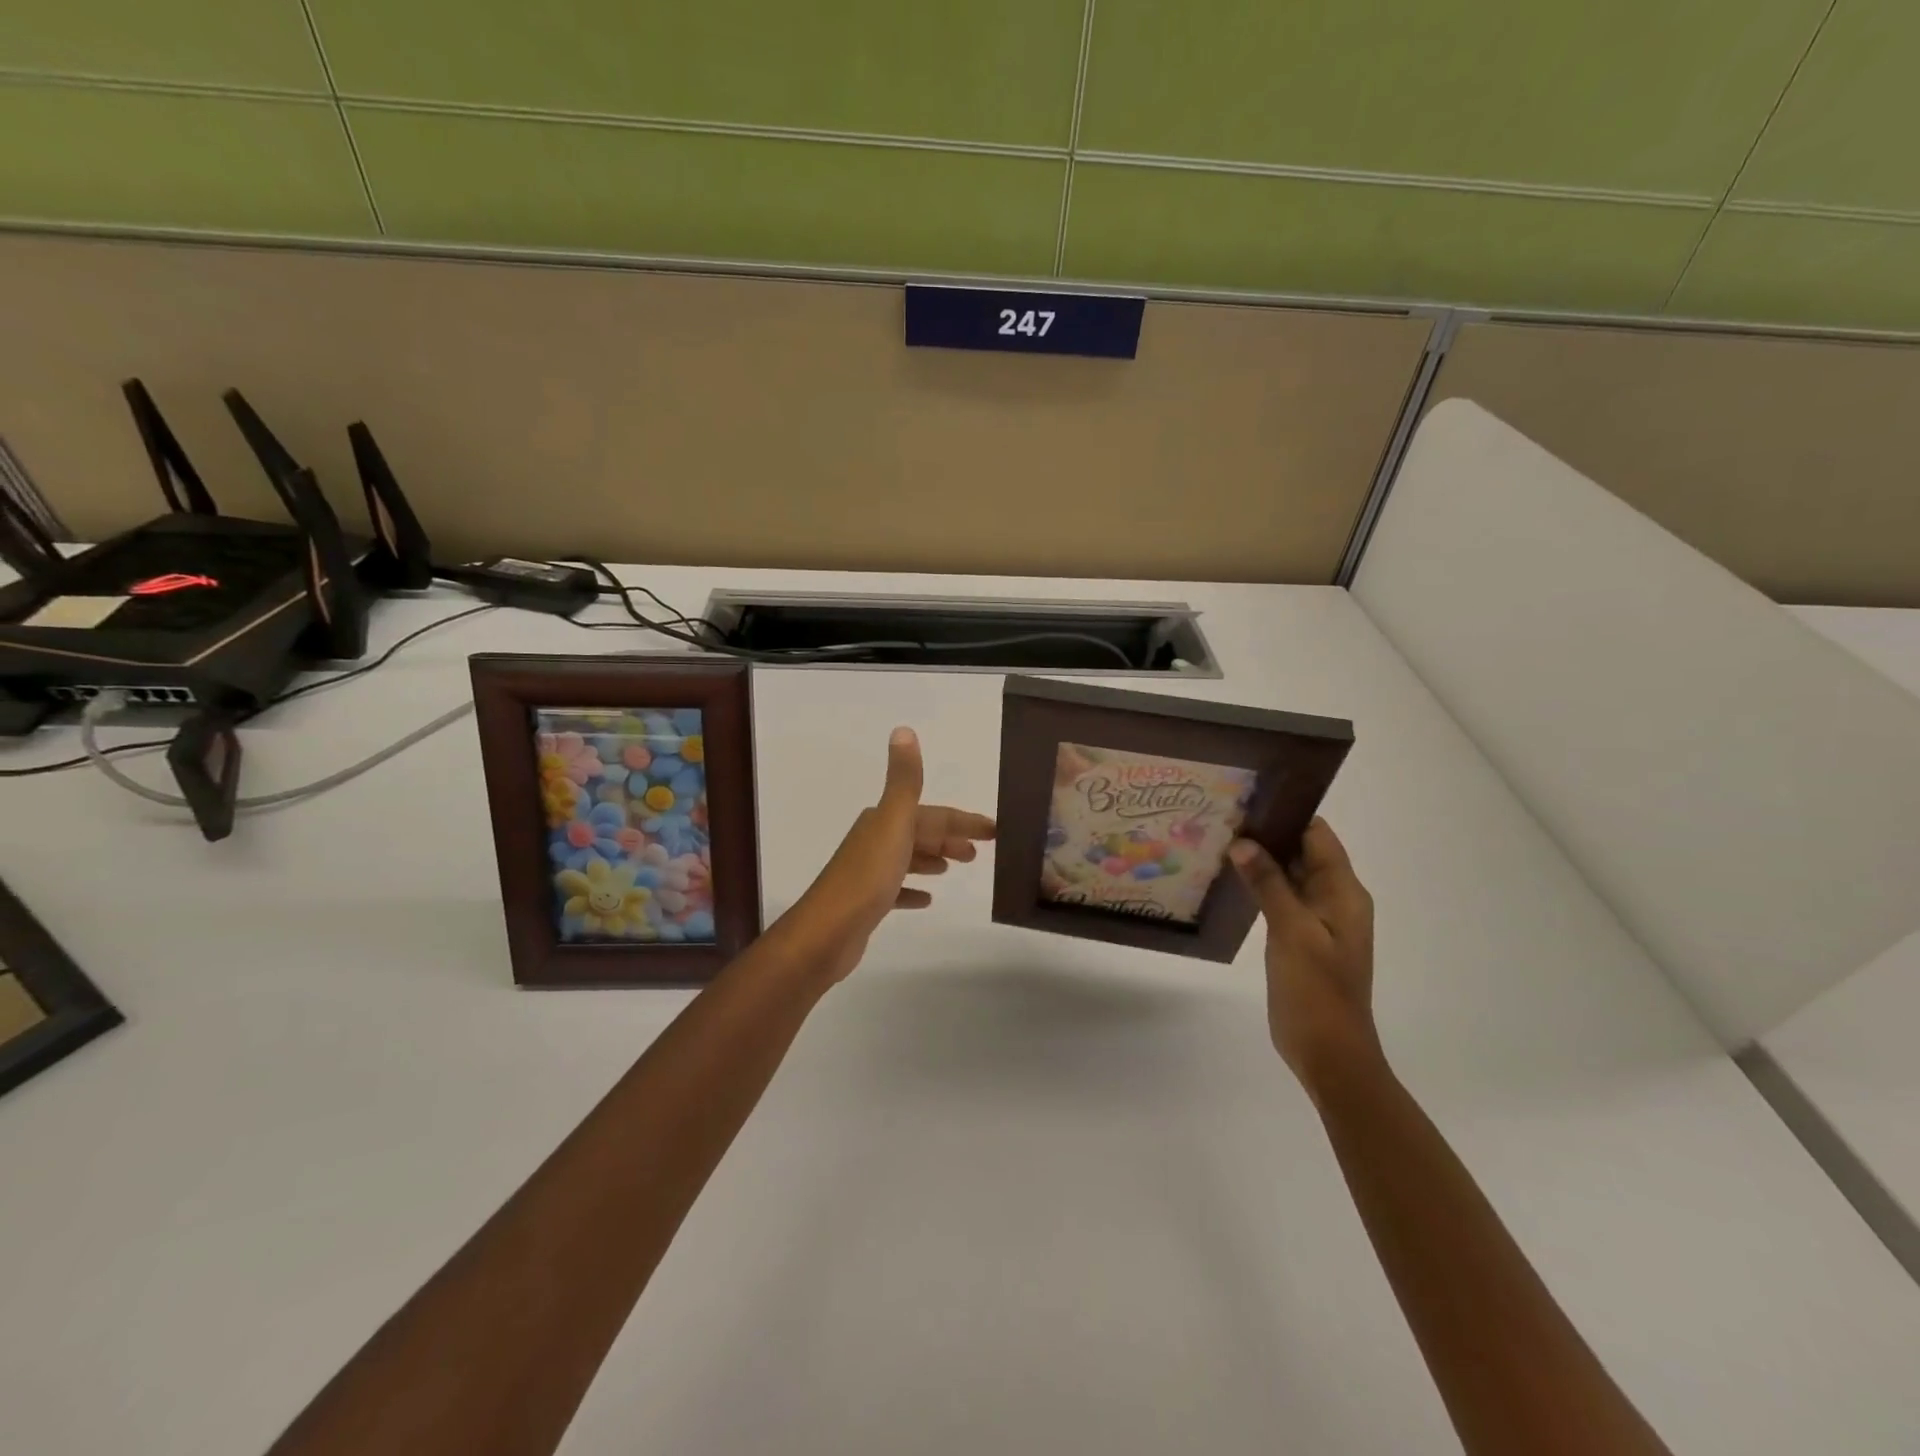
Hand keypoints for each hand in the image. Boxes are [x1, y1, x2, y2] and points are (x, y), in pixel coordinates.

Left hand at [785, 727, 994, 981]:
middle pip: (920, 832)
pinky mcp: (866, 902)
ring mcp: (869, 872)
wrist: (826, 931)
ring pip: (908, 857)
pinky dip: (913, 890)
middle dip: (949, 836)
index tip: (994, 831)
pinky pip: (896, 889)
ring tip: (954, 866)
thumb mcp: (893, 823)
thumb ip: (903, 781)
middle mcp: (874, 840)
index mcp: (883, 820)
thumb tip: (904, 729)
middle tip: (979, 851)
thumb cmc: (867, 876)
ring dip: (932, 858)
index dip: (962, 820)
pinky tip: (926, 899)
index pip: (932, 814)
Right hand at [1229, 819, 1380, 1088]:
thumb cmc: (1317, 990)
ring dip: (1261, 859)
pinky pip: (1281, 898)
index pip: (1318, 836)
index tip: (1248, 800)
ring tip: (1219, 839)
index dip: (1288, 815)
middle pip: (1303, 852)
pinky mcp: (1300, 937)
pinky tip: (1230, 878)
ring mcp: (1317, 920)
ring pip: (1289, 875)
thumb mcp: (1292, 932)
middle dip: (1268, 834)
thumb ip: (1270, 884)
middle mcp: (1334, 899)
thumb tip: (1244, 842)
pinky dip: (1260, 885)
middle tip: (1223, 816)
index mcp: (1344, 892)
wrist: (1329, 1053)